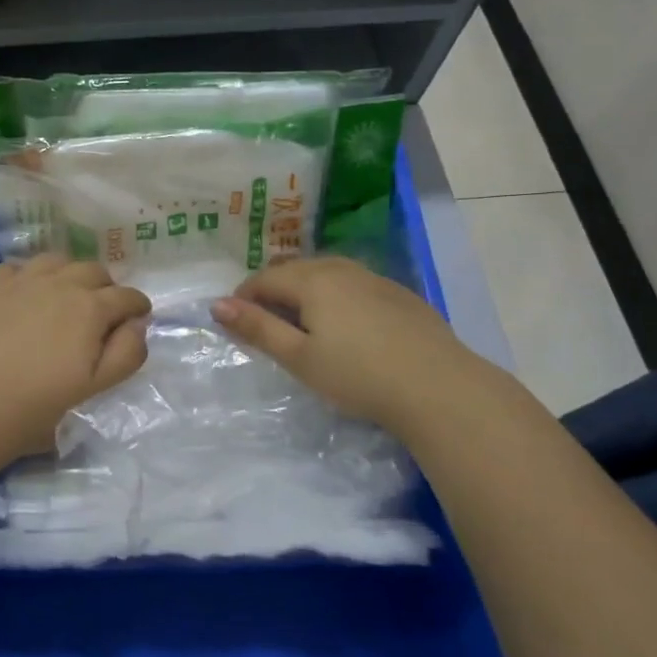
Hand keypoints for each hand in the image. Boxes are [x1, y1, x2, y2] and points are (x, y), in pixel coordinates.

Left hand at [0, 255, 151, 465]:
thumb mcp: (94, 388)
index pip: (127, 296)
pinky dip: (28, 277)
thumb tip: (137, 325)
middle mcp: (60, 283)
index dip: (137, 306)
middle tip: (100, 311)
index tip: (137, 317)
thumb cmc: (36, 405)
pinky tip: (24, 296)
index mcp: (91, 308)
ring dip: (68, 274)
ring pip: (57, 261)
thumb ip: (126, 353)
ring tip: (63, 296)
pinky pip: (17, 267)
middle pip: (94, 271)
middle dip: (105, 287)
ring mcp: (22, 279)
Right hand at [211, 256, 488, 431]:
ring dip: (304, 291)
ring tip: (301, 322)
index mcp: (312, 280)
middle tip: (264, 323)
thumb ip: (257, 328)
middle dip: (273, 291)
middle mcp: (342, 268)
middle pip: (295, 270)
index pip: (264, 278)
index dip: (244, 297)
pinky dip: (336, 297)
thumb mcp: (299, 358)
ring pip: (326, 274)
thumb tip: (216, 304)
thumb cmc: (358, 375)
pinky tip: (346, 325)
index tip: (235, 321)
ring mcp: (375, 278)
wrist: (439, 387)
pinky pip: (354, 284)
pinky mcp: (400, 294)